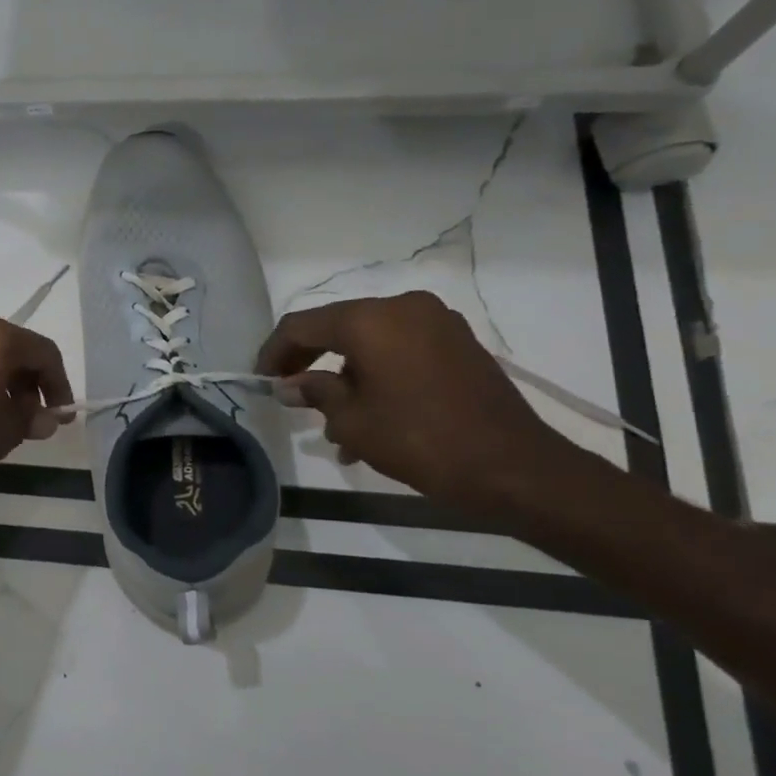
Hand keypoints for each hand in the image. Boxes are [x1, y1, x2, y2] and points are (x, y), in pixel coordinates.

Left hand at [0, 317, 73, 499]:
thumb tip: (48, 417)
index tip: (60, 412)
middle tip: (31, 415)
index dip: (58, 383)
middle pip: (12, 347)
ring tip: (0, 414)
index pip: (43, 352)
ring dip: (0, 378)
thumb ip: (33, 418)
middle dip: (27, 380)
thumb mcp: (5, 432)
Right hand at [257, 291, 580, 515]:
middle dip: (309, 361)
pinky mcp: (458, 343)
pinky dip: (378, 374)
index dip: (274, 351)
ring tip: (332, 424)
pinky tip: (370, 417)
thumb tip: (289, 385)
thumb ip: (315, 393)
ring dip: (345, 375)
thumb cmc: (421, 440)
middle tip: (290, 394)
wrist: (516, 468)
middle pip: (337, 327)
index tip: (260, 379)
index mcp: (371, 319)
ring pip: (370, 341)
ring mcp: (436, 322)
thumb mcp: (353, 421)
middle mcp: (403, 307)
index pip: (302, 325)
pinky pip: (401, 349)